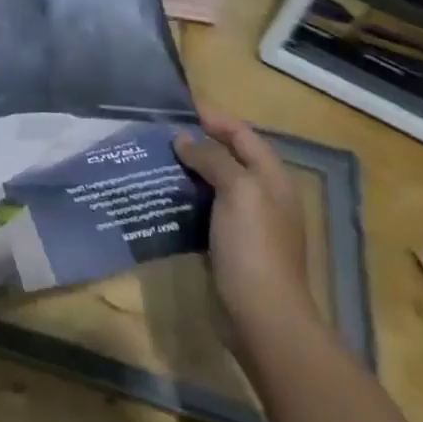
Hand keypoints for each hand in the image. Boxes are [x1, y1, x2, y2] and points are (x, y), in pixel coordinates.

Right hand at [173, 113, 316, 346]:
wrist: (262, 315)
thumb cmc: (254, 247)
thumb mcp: (238, 192)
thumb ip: (213, 159)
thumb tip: (184, 138)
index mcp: (272, 179)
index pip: (243, 135)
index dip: (214, 118)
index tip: (177, 106)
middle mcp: (262, 196)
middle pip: (228, 157)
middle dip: (196, 142)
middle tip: (156, 132)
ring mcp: (245, 222)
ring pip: (212, 183)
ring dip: (185, 170)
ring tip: (150, 158)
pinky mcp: (226, 244)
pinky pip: (203, 209)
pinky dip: (183, 197)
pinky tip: (158, 194)